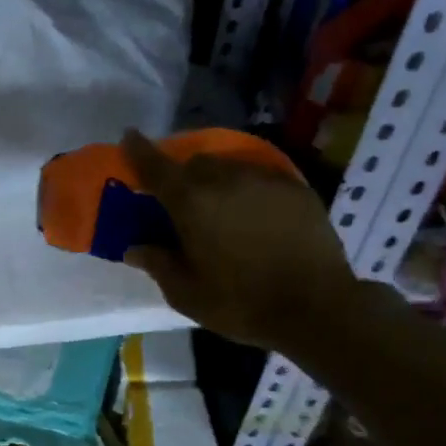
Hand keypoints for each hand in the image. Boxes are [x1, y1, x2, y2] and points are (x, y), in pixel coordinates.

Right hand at [119, 130, 358, 352]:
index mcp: (191, 203)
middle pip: (195, 162)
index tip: (129, 137)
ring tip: (220, 207)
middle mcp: (225, 179)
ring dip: (216, 180)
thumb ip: (158, 264)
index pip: (155, 166)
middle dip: (182, 174)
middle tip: (180, 200)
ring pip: (229, 166)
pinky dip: (248, 189)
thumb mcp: (186, 294)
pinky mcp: (296, 188)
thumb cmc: (240, 303)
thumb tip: (134, 248)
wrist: (316, 308)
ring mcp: (264, 180)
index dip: (138, 150)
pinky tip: (254, 214)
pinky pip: (260, 177)